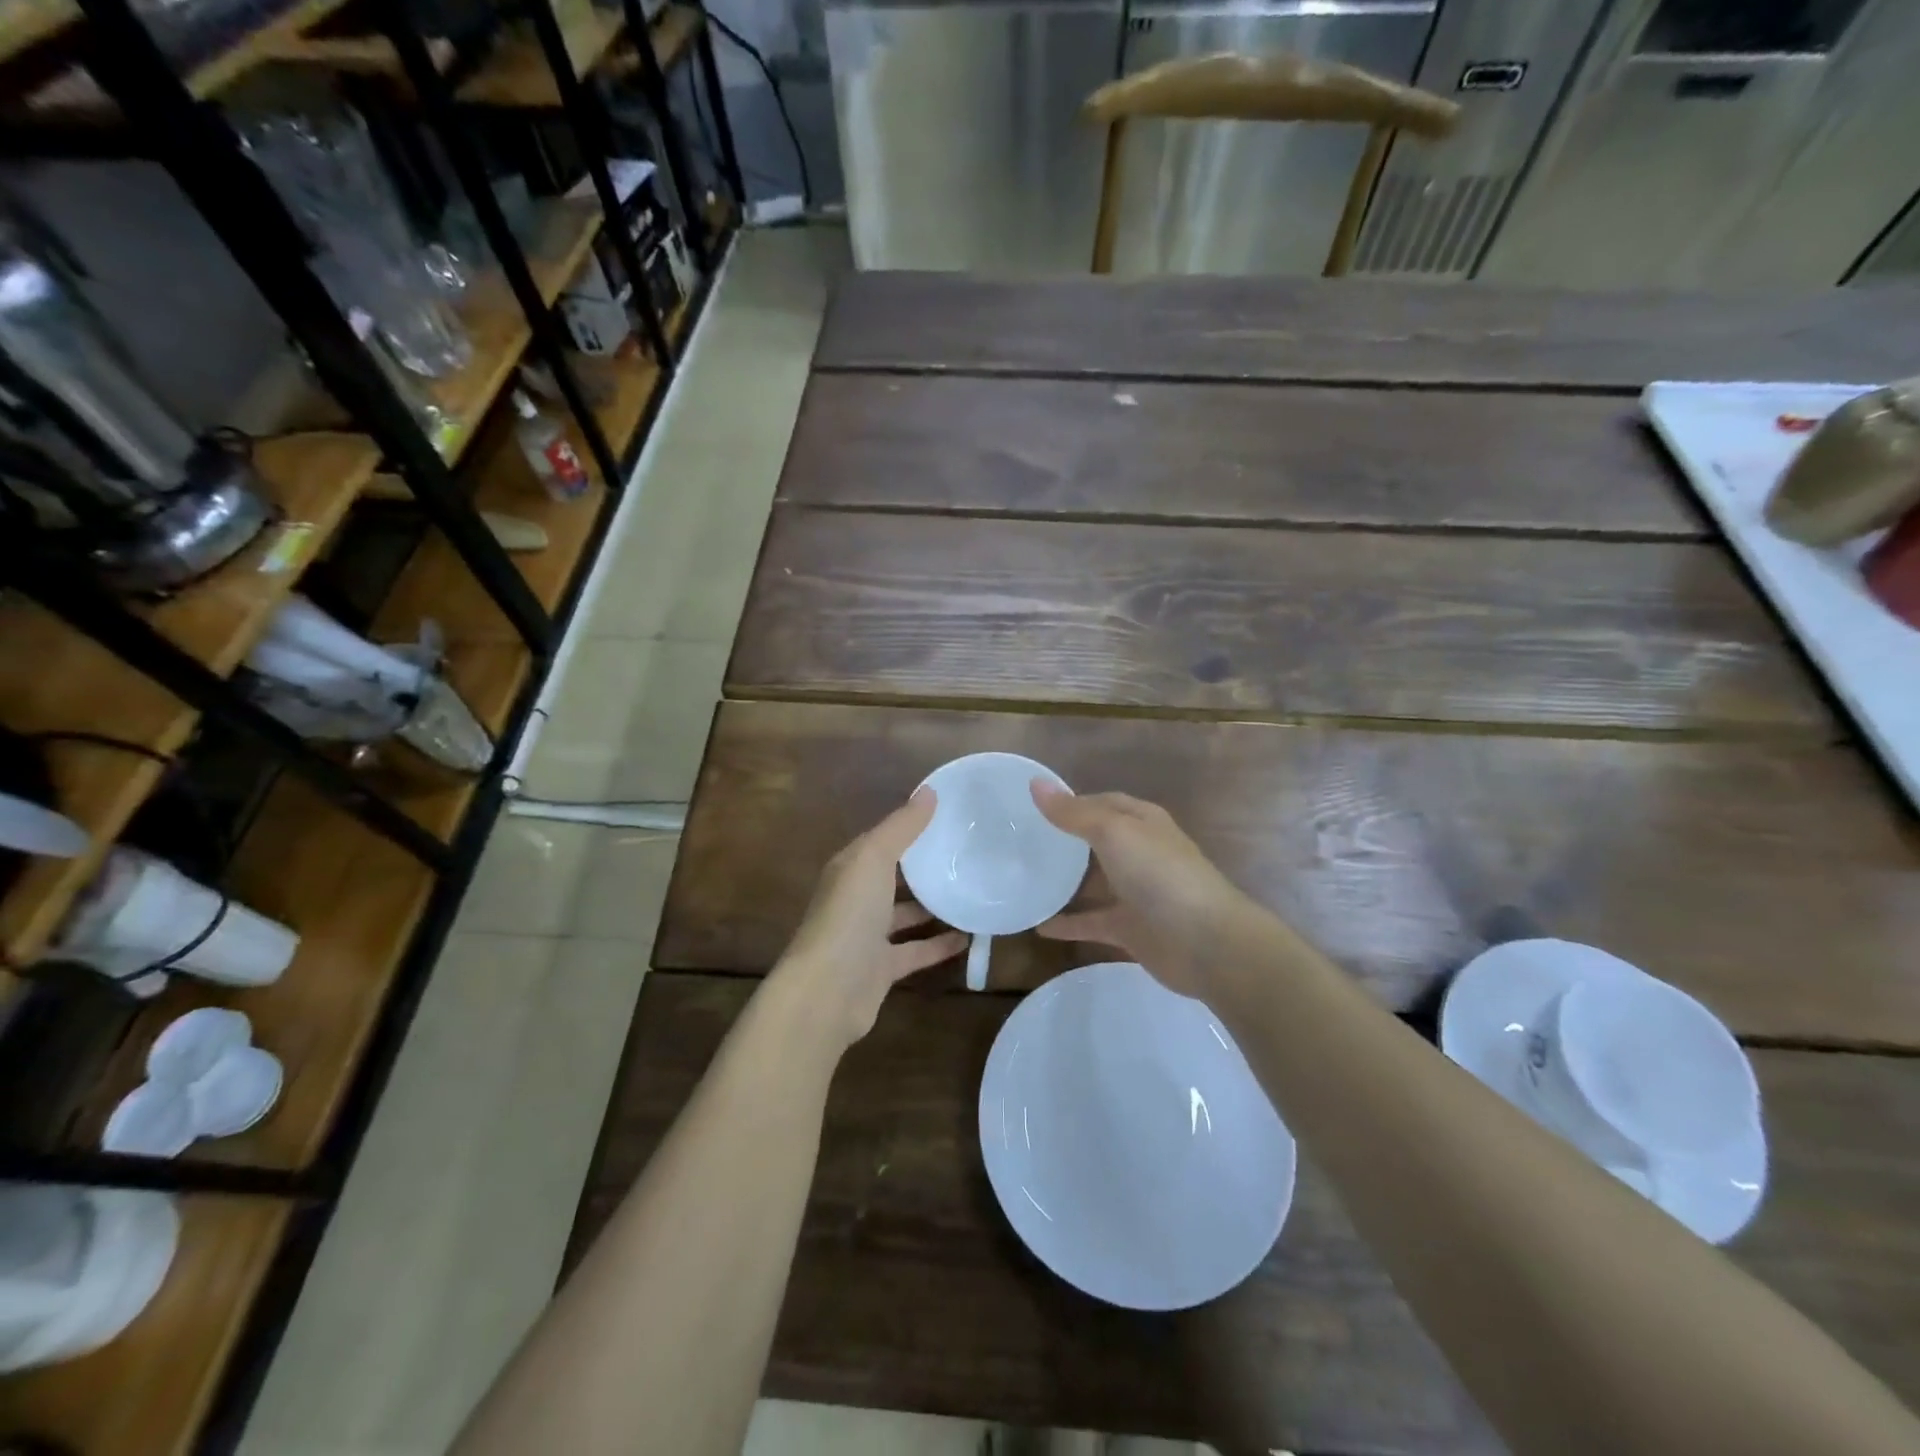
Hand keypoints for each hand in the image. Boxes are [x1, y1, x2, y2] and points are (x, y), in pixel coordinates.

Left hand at [768, 788, 966, 1050]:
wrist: (827, 991)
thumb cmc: (848, 915)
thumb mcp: (874, 859)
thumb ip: (901, 827)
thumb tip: (929, 791)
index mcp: (850, 868)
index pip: (881, 841)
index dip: (909, 827)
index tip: (947, 817)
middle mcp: (856, 899)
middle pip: (893, 878)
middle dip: (923, 867)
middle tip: (967, 855)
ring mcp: (868, 936)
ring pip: (905, 915)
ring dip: (933, 907)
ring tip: (972, 892)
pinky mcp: (882, 969)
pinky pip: (916, 951)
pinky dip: (939, 945)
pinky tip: (969, 938)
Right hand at [1030, 782, 1268, 1000]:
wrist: (1206, 942)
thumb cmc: (1160, 875)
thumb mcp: (1114, 832)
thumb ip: (1073, 813)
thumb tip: (1035, 784)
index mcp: (1141, 822)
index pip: (1102, 802)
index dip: (1071, 802)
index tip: (1031, 807)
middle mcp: (1139, 853)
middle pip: (1096, 842)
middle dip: (1064, 841)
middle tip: (1020, 842)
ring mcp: (1136, 893)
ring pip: (1093, 883)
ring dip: (1064, 882)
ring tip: (1023, 880)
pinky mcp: (1130, 929)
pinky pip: (1092, 922)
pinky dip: (1068, 924)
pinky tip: (1038, 927)